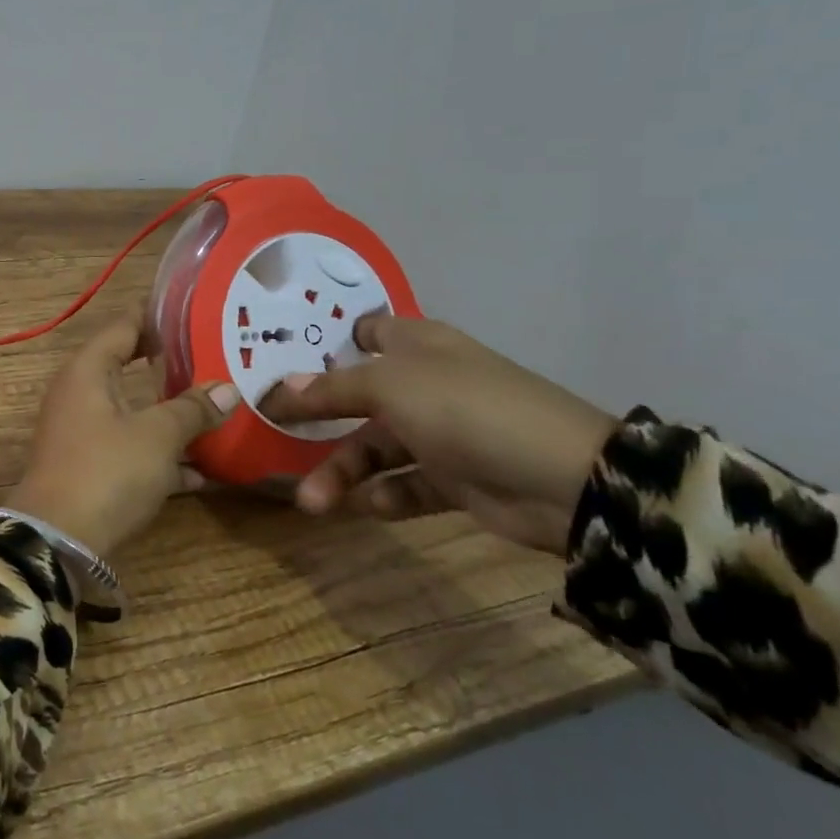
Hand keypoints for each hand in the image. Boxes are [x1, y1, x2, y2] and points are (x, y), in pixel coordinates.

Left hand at [7, 307, 240, 559]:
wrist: (57, 541)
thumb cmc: (106, 471)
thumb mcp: (156, 436)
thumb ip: (191, 409)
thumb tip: (227, 388)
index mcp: (88, 371)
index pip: (123, 326)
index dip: (157, 316)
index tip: (196, 312)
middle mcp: (81, 393)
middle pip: (130, 367)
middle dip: (172, 366)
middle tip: (216, 358)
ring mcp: (84, 432)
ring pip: (135, 411)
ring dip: (172, 414)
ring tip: (219, 411)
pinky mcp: (91, 467)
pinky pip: (131, 449)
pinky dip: (161, 455)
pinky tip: (202, 473)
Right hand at [258, 314, 616, 555]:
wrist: (564, 480)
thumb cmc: (465, 408)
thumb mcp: (389, 387)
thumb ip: (332, 388)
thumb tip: (280, 388)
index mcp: (417, 345)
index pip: (367, 331)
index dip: (327, 341)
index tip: (282, 357)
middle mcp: (425, 383)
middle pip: (358, 396)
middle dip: (318, 419)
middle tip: (275, 435)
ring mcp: (441, 432)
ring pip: (375, 447)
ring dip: (342, 472)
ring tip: (312, 502)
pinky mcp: (455, 479)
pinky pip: (406, 485)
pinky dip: (386, 495)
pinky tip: (372, 507)